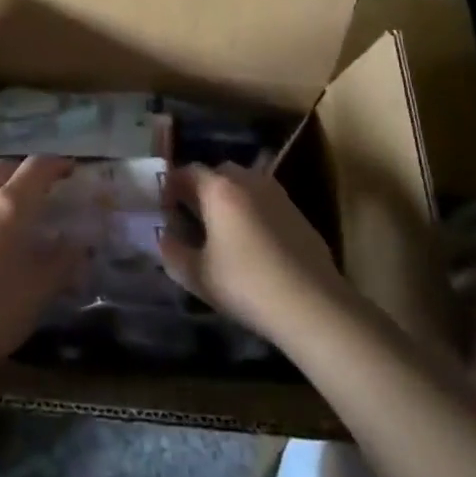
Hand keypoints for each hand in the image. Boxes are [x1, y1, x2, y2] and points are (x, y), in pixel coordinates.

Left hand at [0, 156, 83, 392]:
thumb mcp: (38, 291)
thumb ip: (62, 262)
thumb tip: (79, 243)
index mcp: (8, 205)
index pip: (36, 167)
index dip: (56, 164)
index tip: (72, 169)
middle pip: (5, 169)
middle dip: (26, 173)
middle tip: (44, 192)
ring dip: (2, 192)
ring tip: (17, 218)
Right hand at [158, 163, 350, 344]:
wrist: (312, 305)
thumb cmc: (247, 285)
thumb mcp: (198, 276)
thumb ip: (173, 253)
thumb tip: (163, 238)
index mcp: (219, 189)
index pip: (188, 171)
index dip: (172, 185)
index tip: (164, 206)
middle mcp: (248, 180)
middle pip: (218, 173)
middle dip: (202, 189)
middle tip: (191, 217)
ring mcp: (277, 194)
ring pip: (244, 185)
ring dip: (229, 199)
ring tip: (222, 230)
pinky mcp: (297, 213)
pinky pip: (265, 201)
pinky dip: (252, 211)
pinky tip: (252, 243)